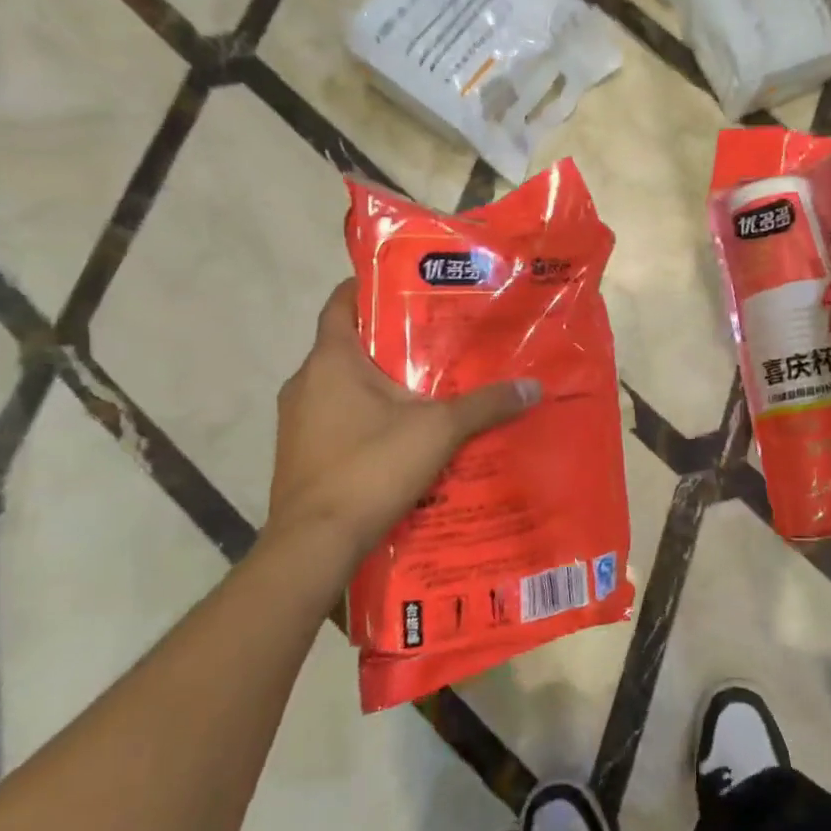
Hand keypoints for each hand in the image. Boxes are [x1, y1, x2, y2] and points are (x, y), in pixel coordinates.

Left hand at [264, 279, 540, 574]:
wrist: (314, 544)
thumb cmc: (370, 467)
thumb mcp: (438, 430)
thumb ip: (485, 405)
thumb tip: (534, 387)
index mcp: (332, 360)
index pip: (341, 302)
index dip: (369, 287)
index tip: (407, 286)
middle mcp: (305, 381)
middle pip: (348, 344)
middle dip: (390, 340)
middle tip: (437, 339)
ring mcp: (296, 420)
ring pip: (342, 385)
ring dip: (379, 382)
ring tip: (427, 387)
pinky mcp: (299, 452)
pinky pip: (335, 417)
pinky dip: (366, 415)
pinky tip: (402, 434)